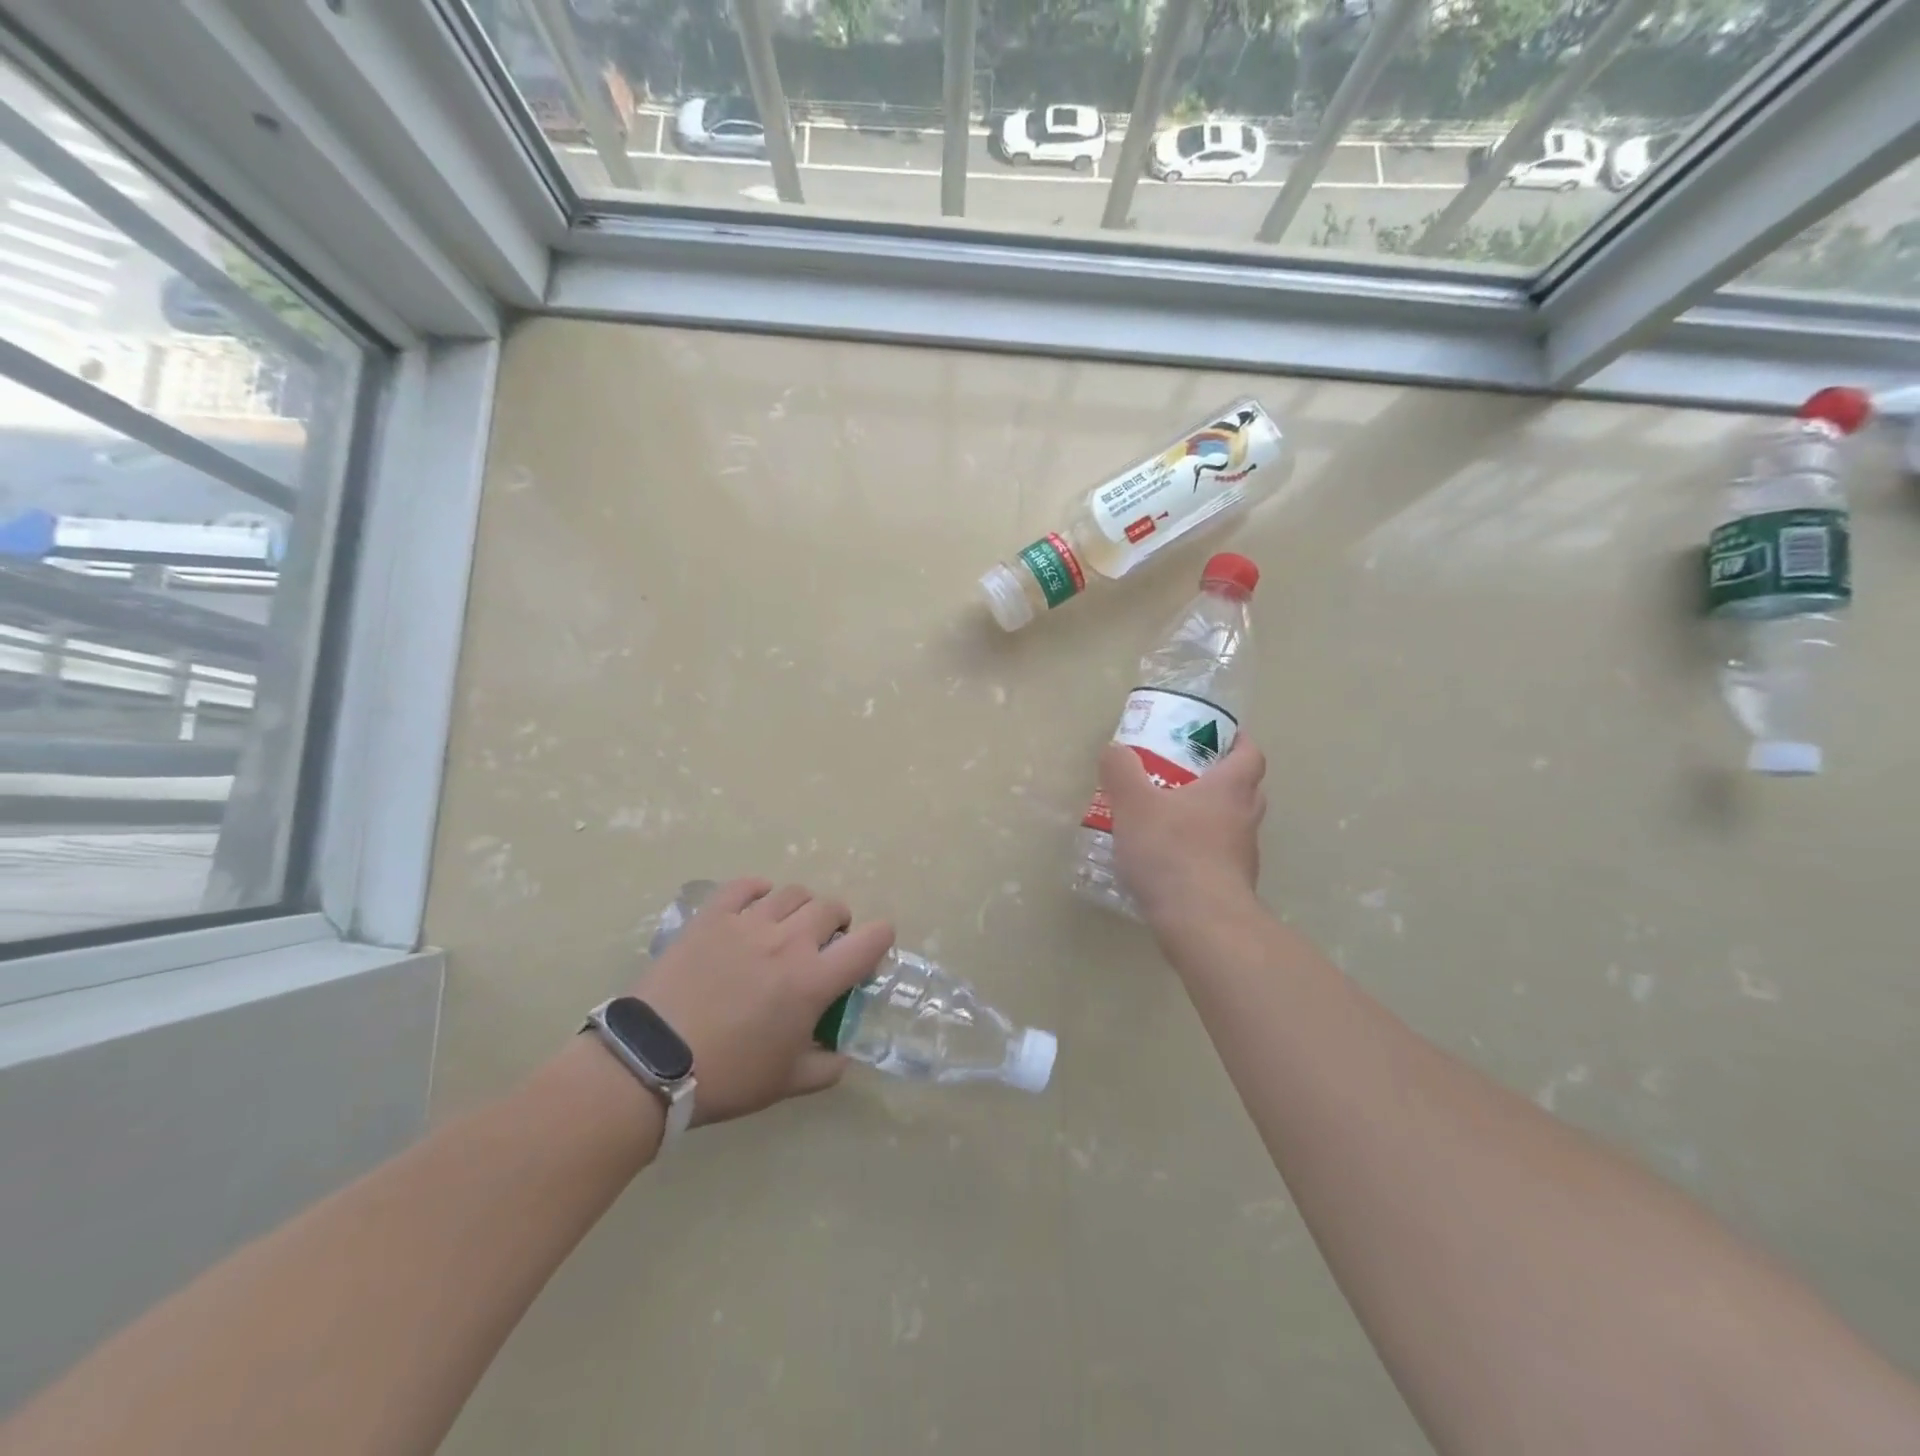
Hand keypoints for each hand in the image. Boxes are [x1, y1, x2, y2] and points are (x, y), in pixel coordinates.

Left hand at [630, 878, 893, 1125]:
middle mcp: (789, 941)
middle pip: (831, 908)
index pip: (869, 941)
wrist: (651, 1061)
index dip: (880, 940)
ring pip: (792, 893)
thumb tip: (842, 1056)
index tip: (873, 949)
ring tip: (790, 925)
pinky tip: (758, 902)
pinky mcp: (713, 917)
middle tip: (825, 944)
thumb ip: (826, 1067)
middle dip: (838, 922)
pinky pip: (745, 886)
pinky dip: (760, 889)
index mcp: (814, 980)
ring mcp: (749, 923)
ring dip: (802, 907)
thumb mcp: (786, 1083)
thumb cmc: (727, 1076)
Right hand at [1100, 736, 1266, 924]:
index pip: (1249, 754)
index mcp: (1230, 789)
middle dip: (1220, 778)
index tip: (1217, 736)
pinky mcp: (1232, 887)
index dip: (1237, 741)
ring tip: (1170, 819)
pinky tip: (1169, 861)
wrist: (1201, 922)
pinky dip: (1201, 853)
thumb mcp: (1134, 804)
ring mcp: (1243, 856)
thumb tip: (1115, 749)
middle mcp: (1245, 818)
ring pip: (1232, 826)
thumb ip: (1121, 772)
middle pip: (1244, 789)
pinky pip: (1218, 859)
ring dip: (1209, 818)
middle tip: (1186, 774)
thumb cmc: (1172, 851)